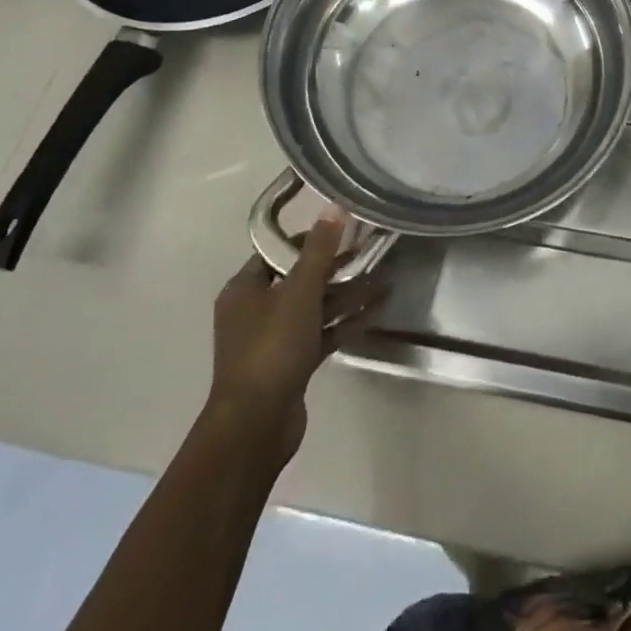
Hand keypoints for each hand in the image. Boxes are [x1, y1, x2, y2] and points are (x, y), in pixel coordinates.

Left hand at [207, 212, 388, 463]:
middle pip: (299, 280)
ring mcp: (273, 340)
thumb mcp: (298, 293)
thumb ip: (318, 251)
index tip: (345, 231)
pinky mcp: (291, 363)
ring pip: (314, 308)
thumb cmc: (272, 348)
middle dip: (336, 269)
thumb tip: (333, 207)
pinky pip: (321, 333)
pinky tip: (375, 311)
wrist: (256, 423)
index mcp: (244, 289)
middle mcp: (255, 311)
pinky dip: (344, 322)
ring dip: (347, 296)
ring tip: (385, 283)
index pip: (278, 252)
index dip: (310, 239)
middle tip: (371, 254)